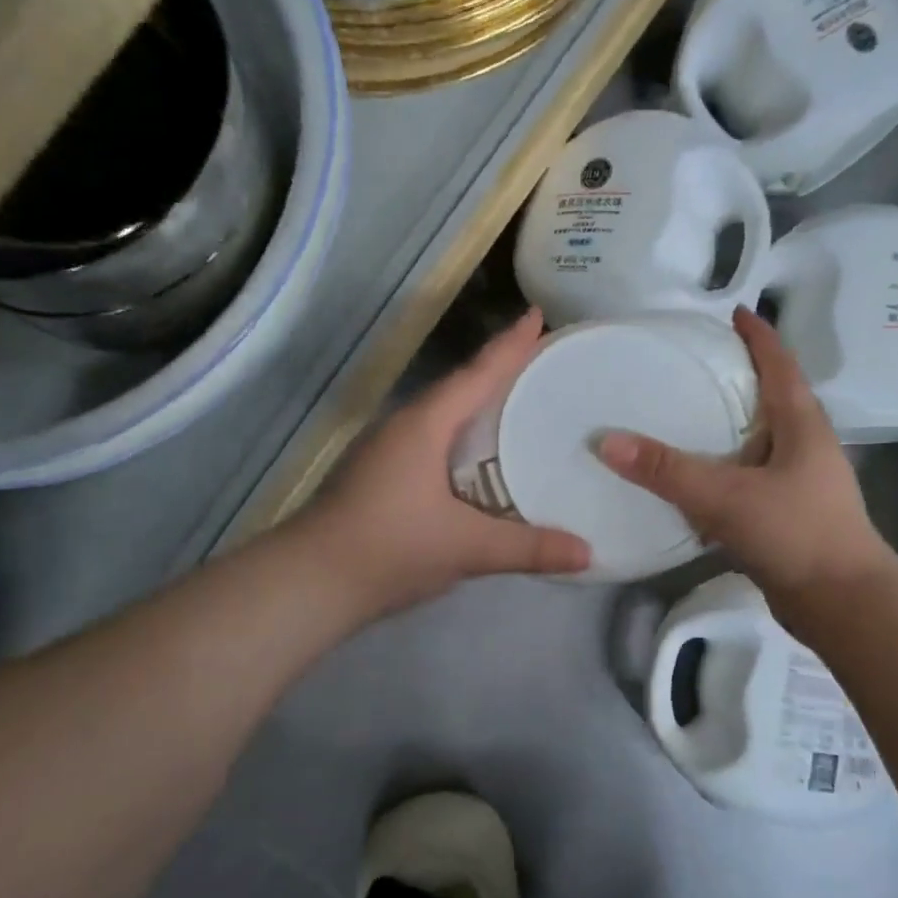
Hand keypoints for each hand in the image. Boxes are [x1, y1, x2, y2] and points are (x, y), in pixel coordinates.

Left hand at [298, 309, 591, 617]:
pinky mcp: (379, 475)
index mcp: (425, 425)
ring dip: (477, 405)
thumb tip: (588, 553)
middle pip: (460, 387)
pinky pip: (432, 440)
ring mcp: (386, 450)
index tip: (538, 314)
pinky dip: (461, 437)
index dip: (510, 345)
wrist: (309, 583)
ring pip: (442, 415)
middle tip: (541, 361)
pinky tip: (478, 458)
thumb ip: (528, 548)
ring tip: (517, 404)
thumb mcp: (467, 547)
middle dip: (498, 371)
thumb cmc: (389, 548)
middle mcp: (404, 426)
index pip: (476, 374)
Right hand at [598, 308, 897, 608]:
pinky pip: (751, 478)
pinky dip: (725, 468)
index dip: (759, 336)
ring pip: (761, 441)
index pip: (780, 365)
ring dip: (731, 425)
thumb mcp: (726, 496)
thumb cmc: (795, 533)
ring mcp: (800, 483)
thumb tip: (605, 439)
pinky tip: (696, 478)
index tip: (735, 312)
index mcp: (802, 425)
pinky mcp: (789, 515)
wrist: (841, 604)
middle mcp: (806, 446)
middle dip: (741, 376)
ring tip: (688, 414)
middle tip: (697, 362)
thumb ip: (667, 470)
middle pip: (773, 397)